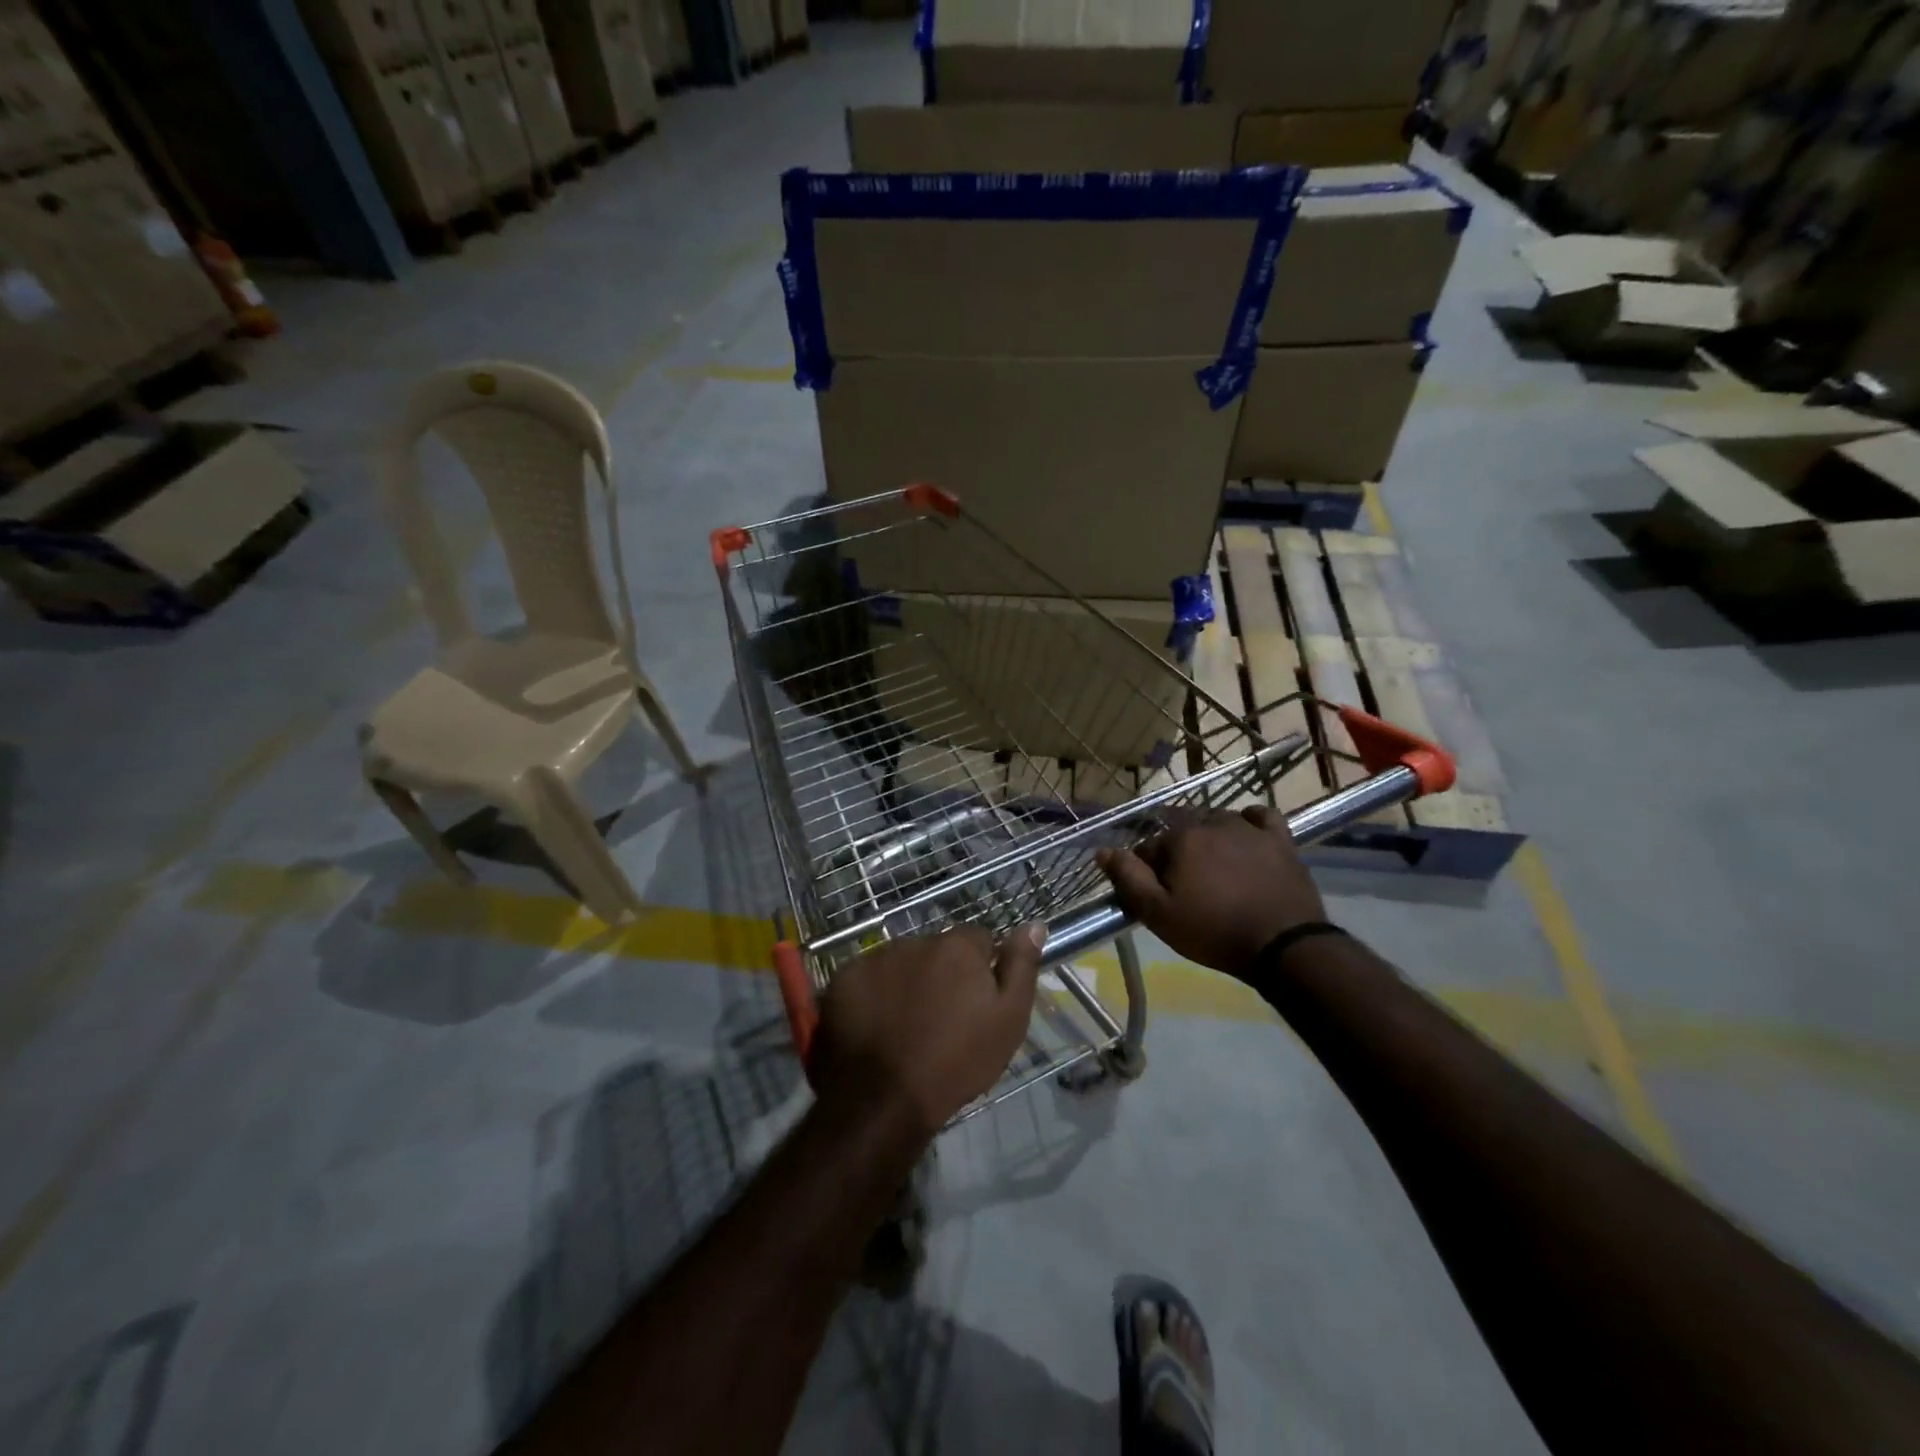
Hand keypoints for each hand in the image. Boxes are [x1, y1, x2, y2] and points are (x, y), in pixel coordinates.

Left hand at [810, 925, 1045, 1142]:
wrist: (884, 1099)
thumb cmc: (957, 1062)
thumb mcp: (1008, 1020)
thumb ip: (1021, 967)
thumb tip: (1035, 924)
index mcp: (957, 947)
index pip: (978, 939)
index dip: (981, 968)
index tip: (977, 1000)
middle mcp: (915, 941)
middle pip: (936, 949)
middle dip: (942, 973)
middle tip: (941, 1017)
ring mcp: (875, 958)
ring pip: (901, 962)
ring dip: (907, 981)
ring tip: (906, 1025)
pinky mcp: (844, 979)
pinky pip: (866, 978)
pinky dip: (873, 994)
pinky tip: (876, 1027)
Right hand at [1097, 807, 1326, 977]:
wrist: (1283, 946)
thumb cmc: (1214, 931)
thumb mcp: (1159, 914)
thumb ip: (1128, 878)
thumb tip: (1102, 850)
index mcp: (1181, 838)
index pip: (1149, 845)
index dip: (1146, 868)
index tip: (1153, 893)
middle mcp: (1212, 822)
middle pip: (1182, 828)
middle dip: (1176, 850)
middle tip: (1182, 883)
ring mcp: (1249, 829)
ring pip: (1218, 820)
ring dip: (1208, 836)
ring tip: (1212, 866)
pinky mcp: (1280, 839)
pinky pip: (1261, 817)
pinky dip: (1249, 822)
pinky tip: (1246, 836)